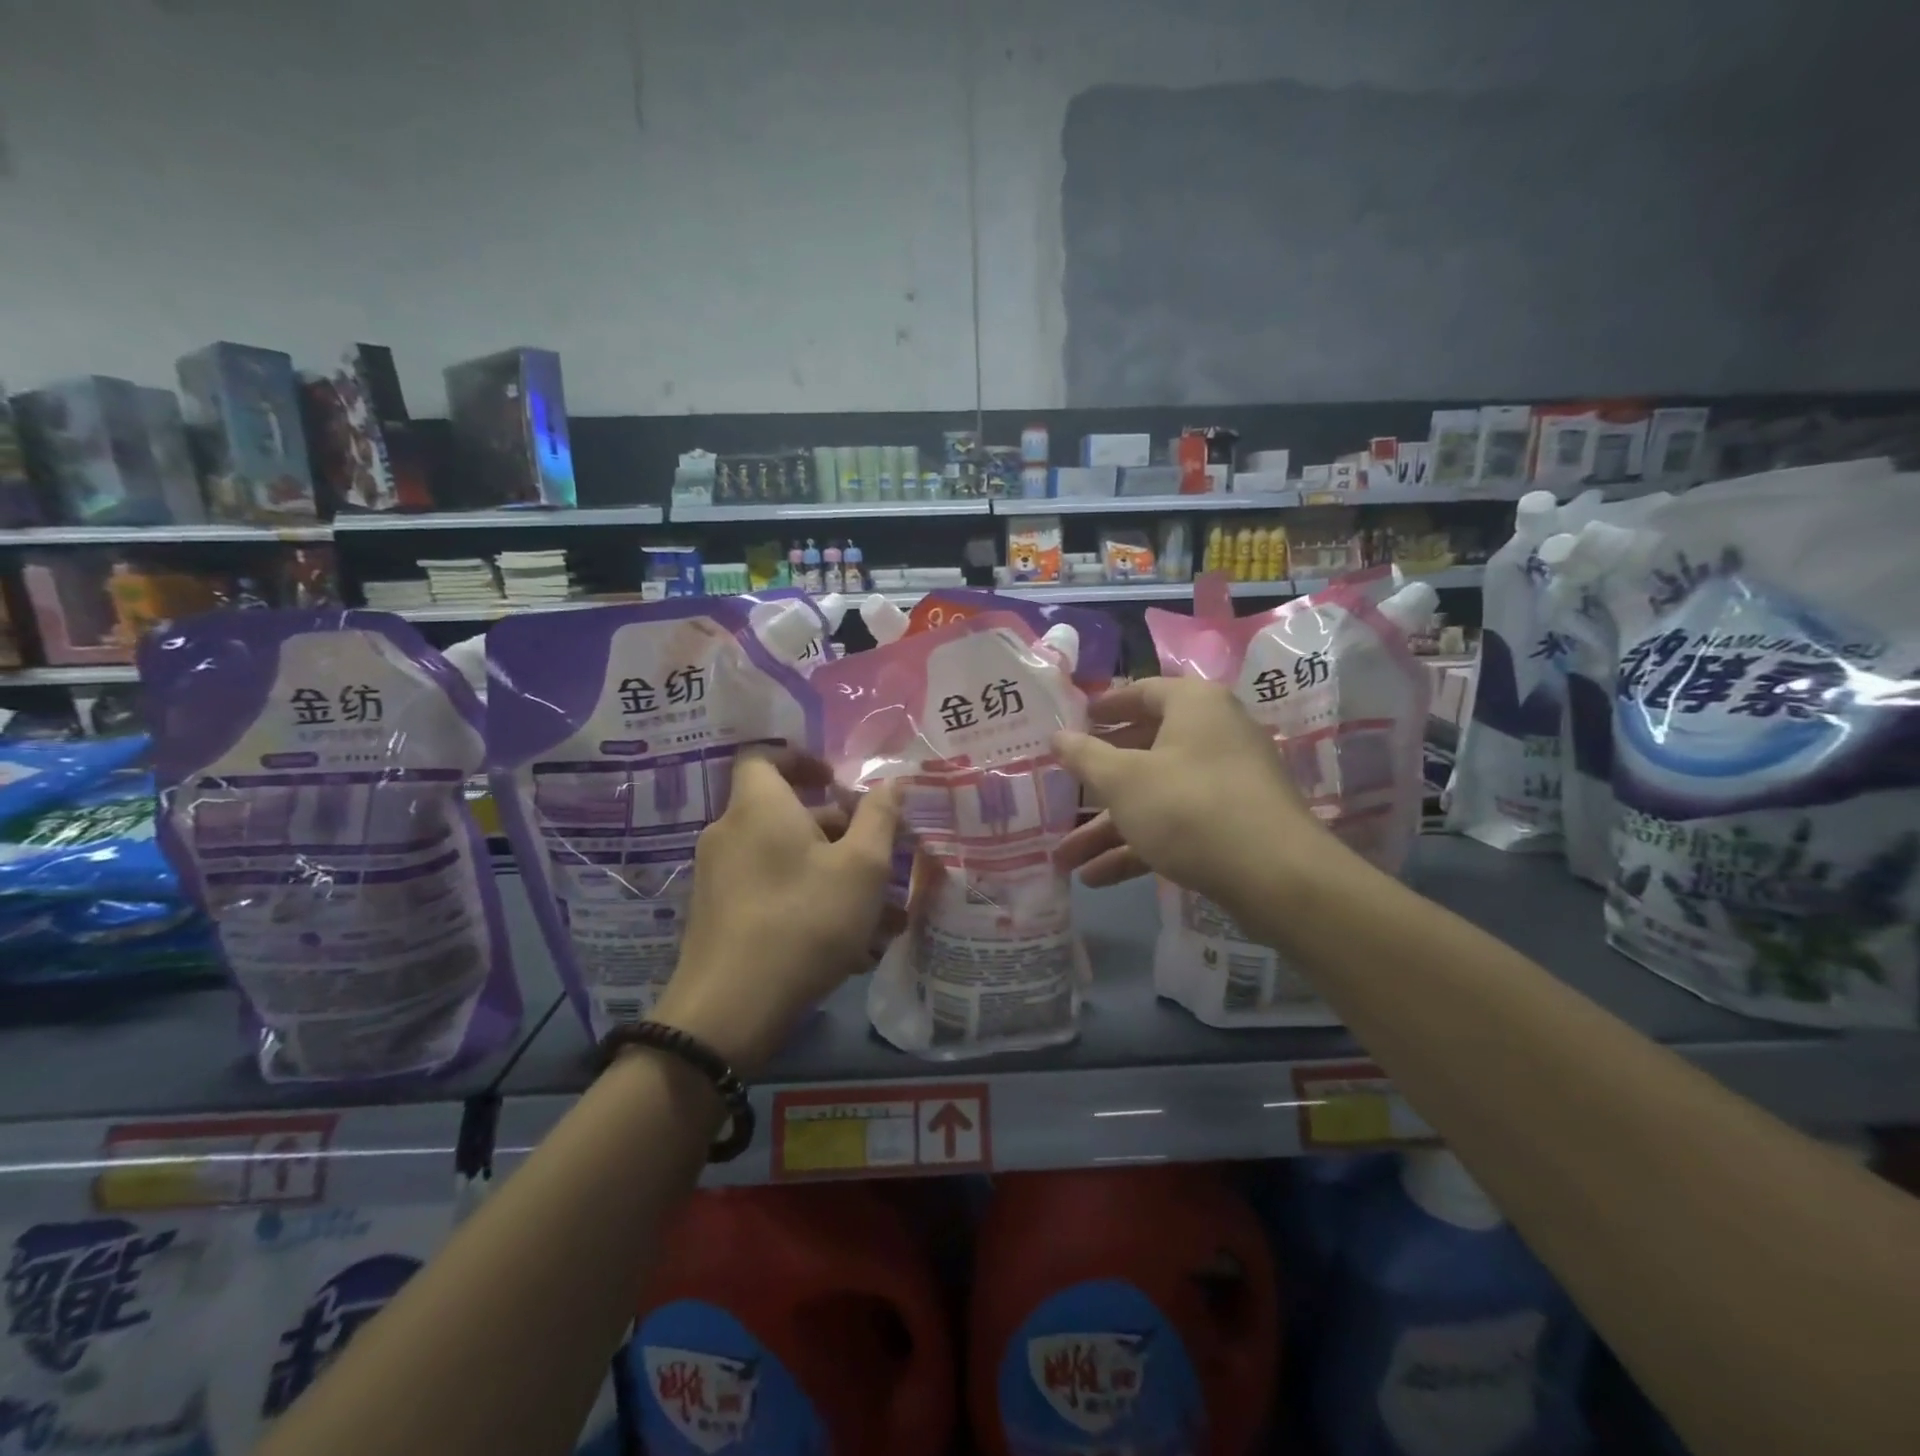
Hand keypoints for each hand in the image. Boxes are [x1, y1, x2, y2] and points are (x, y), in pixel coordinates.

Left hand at [653, 752, 899, 1074]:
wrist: (730, 1010)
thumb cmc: (804, 920)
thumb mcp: (861, 867)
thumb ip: (879, 817)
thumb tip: (890, 781)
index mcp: (758, 807)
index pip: (765, 757)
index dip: (803, 760)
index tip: (838, 782)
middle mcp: (730, 833)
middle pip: (787, 814)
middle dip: (839, 831)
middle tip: (881, 857)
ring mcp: (719, 878)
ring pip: (787, 861)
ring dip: (834, 876)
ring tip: (883, 915)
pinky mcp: (719, 917)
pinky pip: (772, 893)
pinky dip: (809, 903)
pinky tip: (852, 947)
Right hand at [1052, 677, 1320, 916]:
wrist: (1275, 875)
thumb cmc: (1188, 806)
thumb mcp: (1123, 780)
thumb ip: (1085, 756)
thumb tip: (1057, 736)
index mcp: (1194, 705)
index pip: (1142, 692)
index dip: (1105, 707)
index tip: (1074, 721)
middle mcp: (1215, 734)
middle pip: (1144, 750)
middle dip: (1096, 784)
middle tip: (1062, 792)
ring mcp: (1226, 782)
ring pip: (1155, 796)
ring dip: (1109, 827)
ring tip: (1066, 858)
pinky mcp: (1232, 824)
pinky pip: (1175, 825)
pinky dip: (1139, 846)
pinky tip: (1098, 878)